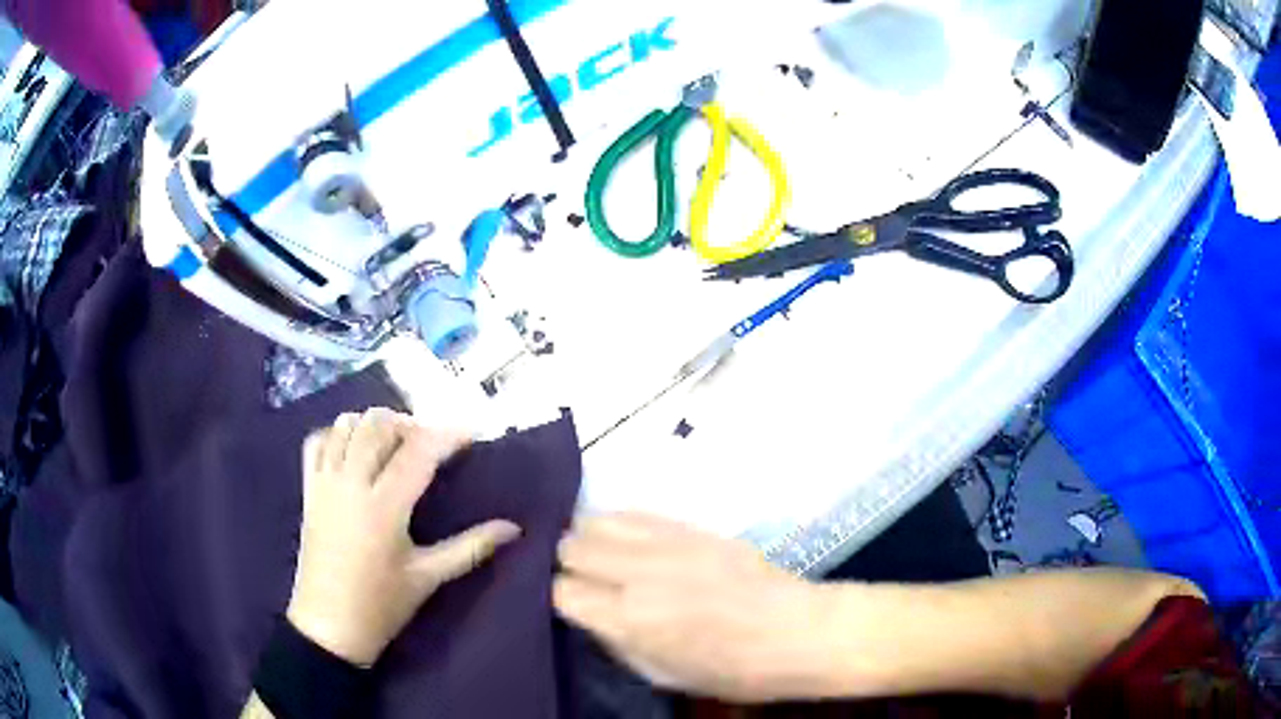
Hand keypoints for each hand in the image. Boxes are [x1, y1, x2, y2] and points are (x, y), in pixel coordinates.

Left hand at [287, 409, 520, 666]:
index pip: (418, 451)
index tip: (471, 436)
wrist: (330, 626)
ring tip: (395, 445)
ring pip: (347, 425)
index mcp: (384, 507)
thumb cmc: (382, 605)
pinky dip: (338, 433)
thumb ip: (471, 547)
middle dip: (411, 425)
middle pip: (380, 425)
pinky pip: (317, 441)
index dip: (447, 436)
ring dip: (375, 425)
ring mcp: (325, 483)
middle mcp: (351, 483)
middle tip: (431, 446)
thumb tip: (513, 528)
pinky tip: (354, 449)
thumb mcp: (428, 577)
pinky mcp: (308, 489)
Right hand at [554, 513, 837, 702]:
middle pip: (570, 546)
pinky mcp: (690, 525)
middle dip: (569, 565)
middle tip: (586, 581)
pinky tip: (629, 541)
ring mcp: (666, 542)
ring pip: (595, 520)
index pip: (562, 591)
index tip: (574, 607)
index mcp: (630, 619)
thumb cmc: (733, 670)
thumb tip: (590, 614)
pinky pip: (633, 510)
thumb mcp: (663, 675)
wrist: (797, 631)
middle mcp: (639, 573)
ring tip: (604, 558)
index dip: (561, 600)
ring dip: (590, 540)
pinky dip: (620, 524)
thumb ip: (615, 642)